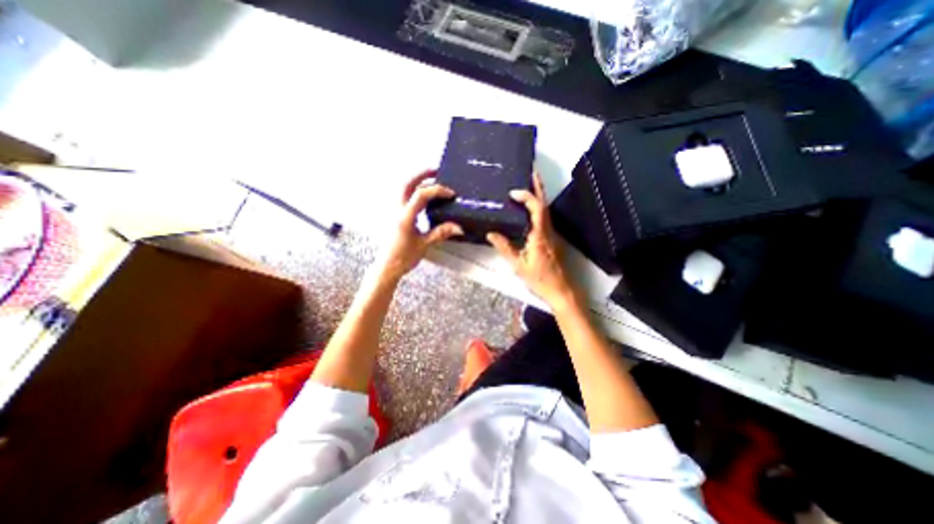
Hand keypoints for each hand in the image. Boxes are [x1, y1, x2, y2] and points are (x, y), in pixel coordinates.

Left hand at [377, 170, 464, 279]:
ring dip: (416, 181)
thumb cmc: (404, 257)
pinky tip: (423, 196)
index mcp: (405, 217)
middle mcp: (397, 210)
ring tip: (430, 179)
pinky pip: (403, 197)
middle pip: (407, 184)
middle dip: (421, 174)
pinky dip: (413, 191)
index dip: (437, 190)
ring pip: (403, 189)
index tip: (450, 193)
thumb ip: (441, 233)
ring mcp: (393, 211)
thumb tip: (459, 227)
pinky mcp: (394, 215)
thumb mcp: (424, 244)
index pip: (421, 195)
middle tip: (436, 170)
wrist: (387, 266)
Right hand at [485, 173, 581, 310]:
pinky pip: (544, 218)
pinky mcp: (551, 239)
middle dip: (538, 187)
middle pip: (545, 204)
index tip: (513, 193)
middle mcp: (548, 231)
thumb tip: (491, 233)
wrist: (561, 290)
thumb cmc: (540, 279)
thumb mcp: (518, 266)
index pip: (537, 209)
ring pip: (546, 210)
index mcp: (540, 236)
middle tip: (531, 173)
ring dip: (539, 196)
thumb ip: (505, 248)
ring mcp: (552, 234)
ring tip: (528, 186)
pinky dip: (537, 208)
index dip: (526, 197)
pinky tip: (529, 209)